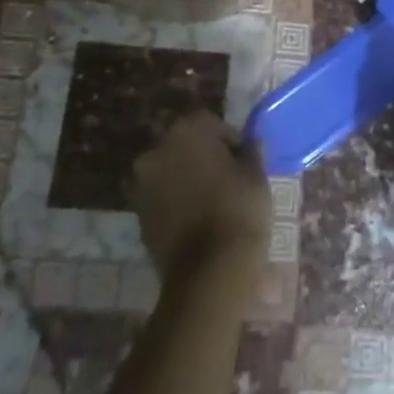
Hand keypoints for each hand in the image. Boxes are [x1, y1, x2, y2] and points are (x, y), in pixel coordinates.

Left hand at [130, 112, 272, 286]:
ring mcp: (142, 183)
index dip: (228, 139)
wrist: (209, 271)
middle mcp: (157, 149)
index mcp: (187, 130)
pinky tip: (195, 217)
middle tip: (226, 177)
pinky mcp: (137, 213)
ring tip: (210, 199)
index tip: (242, 160)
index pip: (210, 122)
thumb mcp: (256, 174)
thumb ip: (250, 149)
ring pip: (169, 169)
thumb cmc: (238, 210)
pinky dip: (174, 200)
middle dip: (202, 155)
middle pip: (184, 143)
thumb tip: (249, 141)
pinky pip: (160, 196)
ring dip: (185, 177)